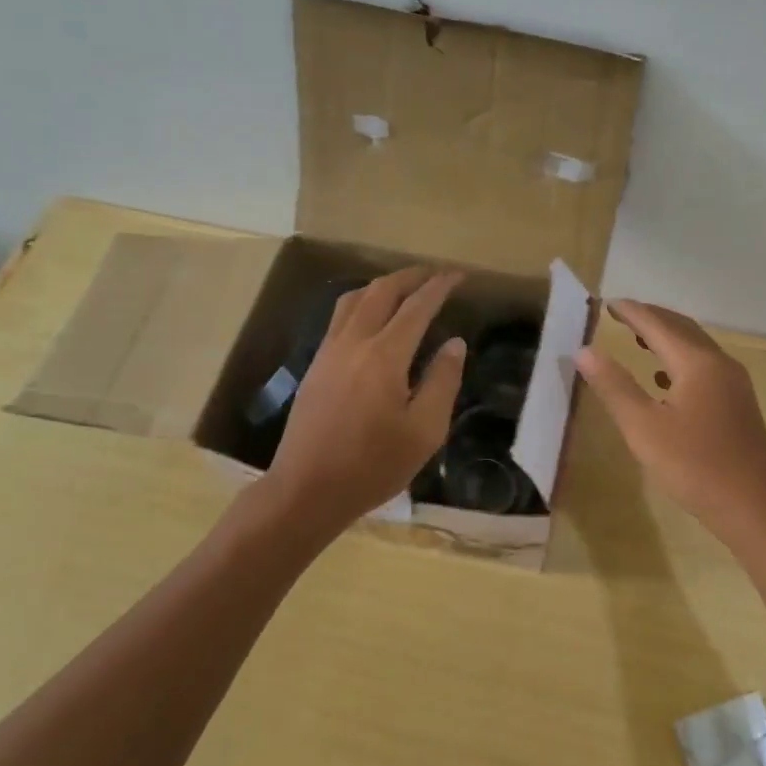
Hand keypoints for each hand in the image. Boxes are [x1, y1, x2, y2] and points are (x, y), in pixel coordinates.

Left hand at [263, 266, 465, 527]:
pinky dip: (362, 303)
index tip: (459, 275)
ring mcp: (329, 352)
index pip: (417, 307)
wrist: (306, 490)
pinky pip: (340, 317)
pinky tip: (373, 318)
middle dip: (411, 276)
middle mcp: (354, 343)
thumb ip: (442, 382)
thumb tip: (455, 344)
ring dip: (383, 286)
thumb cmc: (373, 466)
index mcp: (384, 357)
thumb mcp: (424, 431)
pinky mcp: (315, 365)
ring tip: (405, 289)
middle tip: (435, 274)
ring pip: (354, 299)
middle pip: (381, 291)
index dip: (439, 287)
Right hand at [575, 300, 765, 539]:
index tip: (607, 303)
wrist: (752, 506)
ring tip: (639, 339)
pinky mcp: (738, 403)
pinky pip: (705, 366)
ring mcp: (734, 383)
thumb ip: (614, 386)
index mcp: (697, 363)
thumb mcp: (643, 427)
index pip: (658, 324)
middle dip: (651, 318)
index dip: (631, 312)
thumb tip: (584, 351)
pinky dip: (680, 360)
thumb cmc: (694, 466)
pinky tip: (665, 379)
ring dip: (667, 338)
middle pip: (681, 328)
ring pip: (696, 347)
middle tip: (622, 314)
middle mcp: (720, 363)